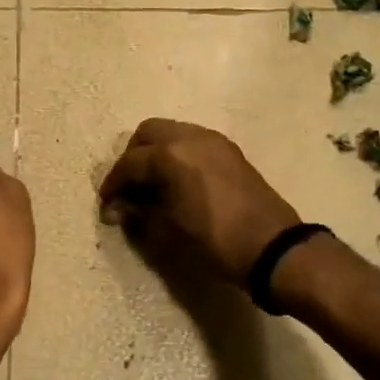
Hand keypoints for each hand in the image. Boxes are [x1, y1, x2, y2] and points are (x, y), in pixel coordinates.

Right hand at [99, 120, 301, 284]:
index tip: (107, 206)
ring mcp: (213, 140)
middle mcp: (190, 136)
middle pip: (148, 133)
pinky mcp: (229, 150)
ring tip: (153, 185)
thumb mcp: (168, 231)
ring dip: (156, 153)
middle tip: (129, 188)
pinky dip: (178, 154)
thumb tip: (119, 209)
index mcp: (170, 154)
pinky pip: (193, 141)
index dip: (113, 185)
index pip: (129, 163)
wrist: (272, 247)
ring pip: (172, 132)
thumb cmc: (214, 241)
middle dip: (133, 158)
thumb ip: (139, 214)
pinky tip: (178, 182)